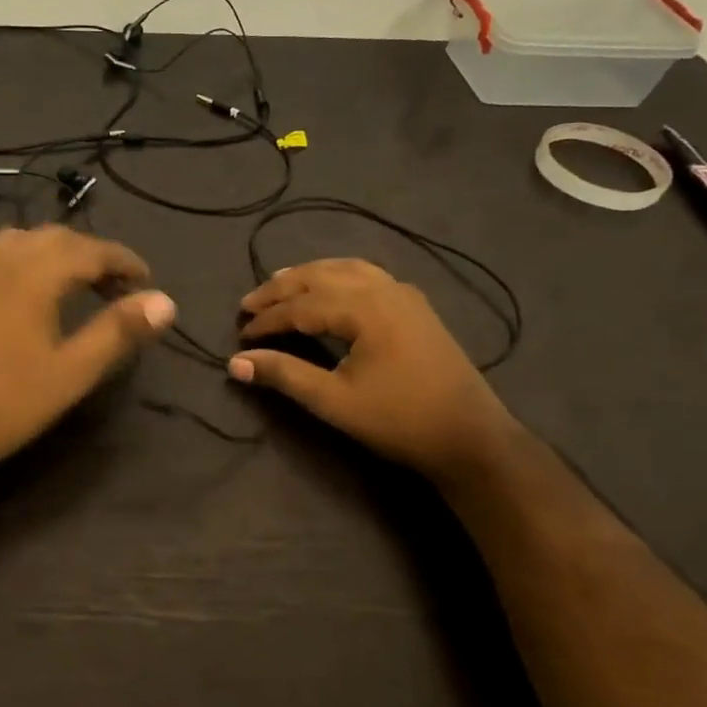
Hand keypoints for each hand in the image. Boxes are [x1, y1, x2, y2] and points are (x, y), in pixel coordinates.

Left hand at [0, 225, 175, 482]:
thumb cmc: (10, 402)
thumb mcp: (75, 370)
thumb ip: (119, 330)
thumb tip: (166, 301)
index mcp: (35, 272)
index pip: (91, 250)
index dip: (123, 261)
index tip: (147, 280)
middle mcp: (1, 257)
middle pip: (57, 238)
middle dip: (92, 255)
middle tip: (118, 286)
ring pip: (22, 240)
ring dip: (55, 252)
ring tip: (75, 281)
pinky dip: (16, 259)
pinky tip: (18, 282)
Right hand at [229, 259, 514, 477]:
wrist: (470, 437)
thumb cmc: (399, 420)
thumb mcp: (333, 401)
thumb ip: (284, 375)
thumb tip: (236, 363)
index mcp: (364, 307)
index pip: (301, 305)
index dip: (267, 320)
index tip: (241, 337)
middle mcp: (384, 288)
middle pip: (320, 276)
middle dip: (281, 289)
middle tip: (248, 304)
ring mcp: (404, 294)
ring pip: (345, 269)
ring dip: (309, 276)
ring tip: (280, 285)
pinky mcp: (415, 306)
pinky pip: (367, 275)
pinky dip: (337, 276)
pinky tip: (330, 289)